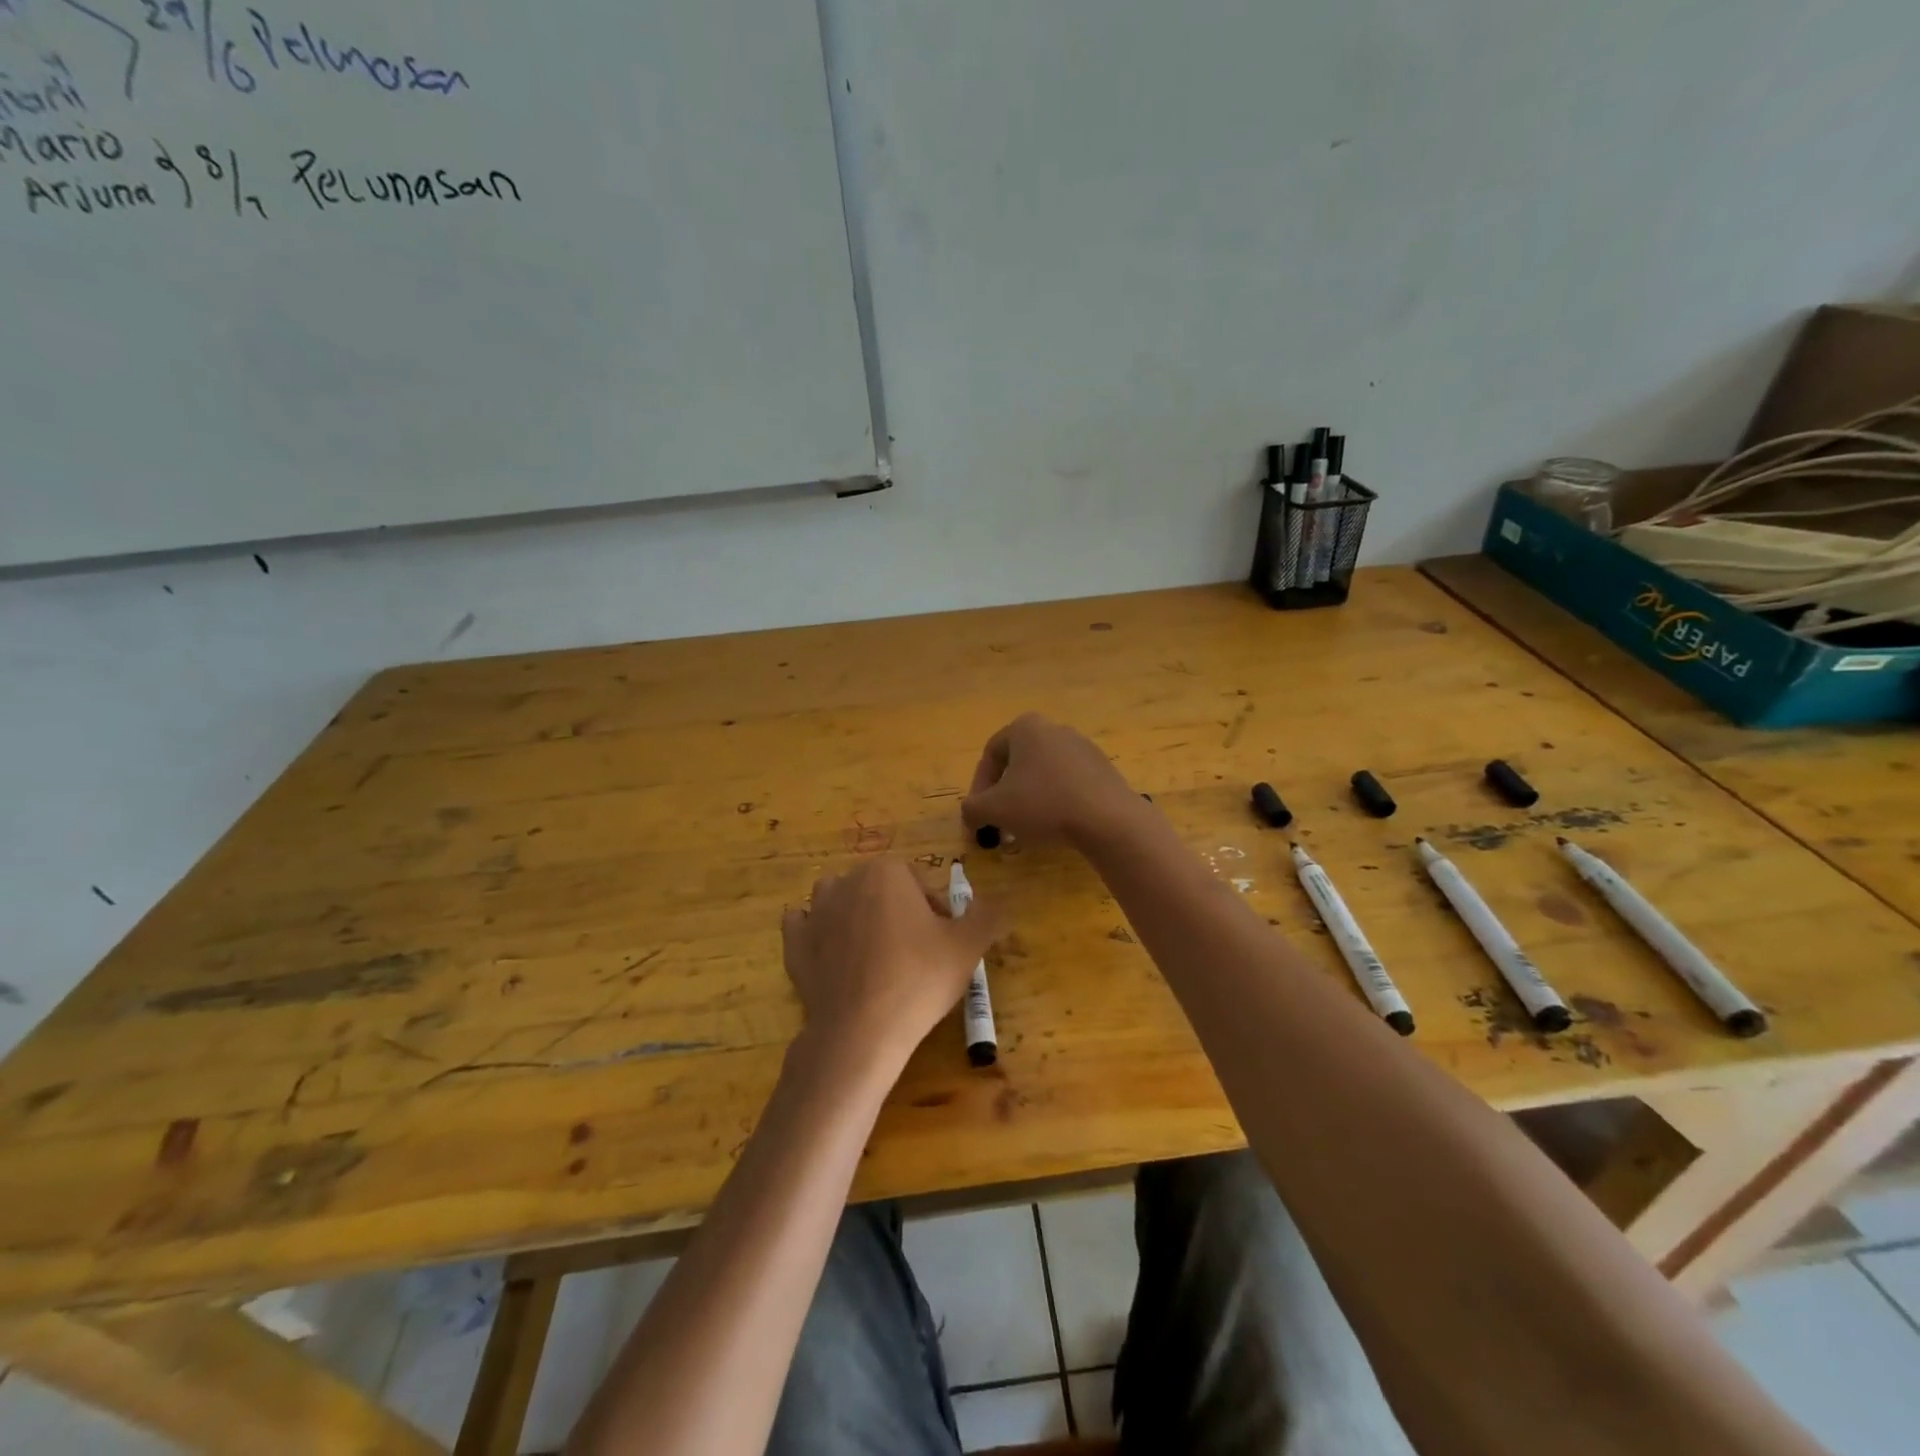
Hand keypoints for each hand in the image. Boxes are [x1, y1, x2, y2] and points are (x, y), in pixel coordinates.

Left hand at [782, 859, 1003, 1063]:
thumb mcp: (968, 946)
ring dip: (858, 917)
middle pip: (883, 891)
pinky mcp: (794, 945)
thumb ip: (988, 915)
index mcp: (887, 871)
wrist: (860, 1032)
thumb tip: (1000, 902)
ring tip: (876, 956)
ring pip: (842, 902)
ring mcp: (815, 912)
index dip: (937, 913)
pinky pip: (806, 927)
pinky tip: (834, 956)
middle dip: (900, 914)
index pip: (921, 884)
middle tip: (916, 956)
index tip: (943, 945)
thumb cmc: (918, 979)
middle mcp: (847, 881)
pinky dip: (819, 935)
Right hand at [962, 714, 1141, 847]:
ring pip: (1043, 775)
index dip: (978, 788)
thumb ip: (972, 808)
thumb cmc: (1043, 804)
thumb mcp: (994, 809)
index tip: (979, 815)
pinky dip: (1055, 802)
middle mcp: (1054, 728)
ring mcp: (1082, 747)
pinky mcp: (1102, 768)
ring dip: (1028, 801)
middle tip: (1000, 824)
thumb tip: (969, 812)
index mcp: (1025, 728)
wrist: (1107, 818)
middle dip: (1004, 796)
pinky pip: (1068, 783)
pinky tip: (1056, 827)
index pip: (990, 755)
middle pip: (1018, 764)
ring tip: (1026, 831)